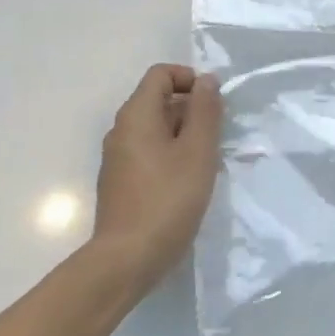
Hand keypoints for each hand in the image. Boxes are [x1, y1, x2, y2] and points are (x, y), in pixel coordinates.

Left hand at [90, 64, 222, 289]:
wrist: (126, 261)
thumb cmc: (167, 199)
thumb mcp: (197, 151)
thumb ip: (204, 110)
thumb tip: (206, 80)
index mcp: (136, 115)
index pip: (161, 74)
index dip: (189, 79)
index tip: (213, 103)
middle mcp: (121, 130)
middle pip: (158, 100)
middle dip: (191, 109)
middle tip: (217, 136)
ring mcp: (117, 158)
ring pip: (155, 129)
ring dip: (183, 135)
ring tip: (206, 162)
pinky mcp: (120, 183)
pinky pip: (148, 153)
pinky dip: (170, 156)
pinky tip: (187, 183)